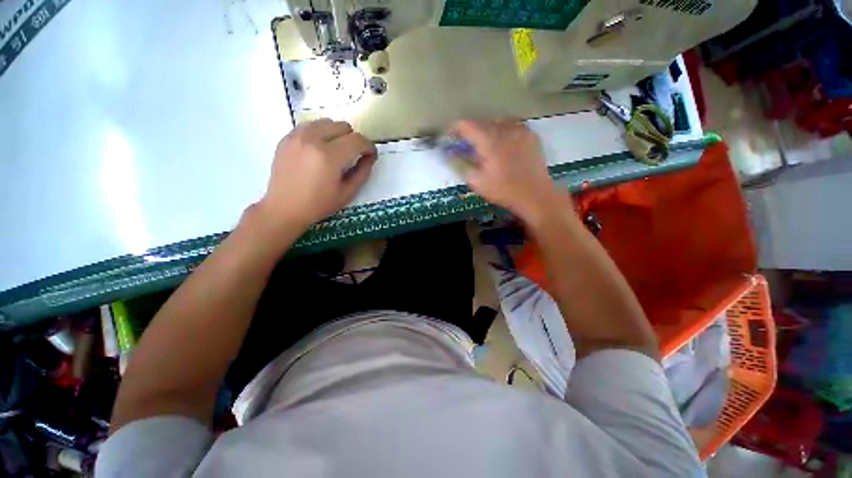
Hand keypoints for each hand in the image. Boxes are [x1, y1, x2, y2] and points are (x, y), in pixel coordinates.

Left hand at [258, 119, 376, 231]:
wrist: (284, 208)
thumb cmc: (319, 204)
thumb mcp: (347, 193)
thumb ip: (363, 172)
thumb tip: (370, 157)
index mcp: (329, 156)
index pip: (357, 140)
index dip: (368, 146)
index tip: (370, 155)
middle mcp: (312, 139)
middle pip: (343, 126)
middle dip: (353, 139)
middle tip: (353, 155)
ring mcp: (297, 136)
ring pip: (326, 122)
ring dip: (337, 134)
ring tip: (336, 150)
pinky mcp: (287, 137)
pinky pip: (310, 125)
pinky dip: (320, 133)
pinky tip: (320, 149)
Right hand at [453, 119, 563, 222]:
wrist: (534, 194)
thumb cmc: (503, 190)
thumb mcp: (476, 182)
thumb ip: (461, 164)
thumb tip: (450, 153)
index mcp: (489, 142)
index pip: (468, 125)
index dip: (456, 127)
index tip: (450, 134)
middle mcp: (504, 131)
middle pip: (483, 121)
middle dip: (472, 129)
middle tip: (467, 141)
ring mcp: (520, 131)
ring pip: (498, 121)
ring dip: (488, 128)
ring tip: (485, 139)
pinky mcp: (531, 135)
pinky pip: (513, 125)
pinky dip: (504, 129)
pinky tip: (503, 140)